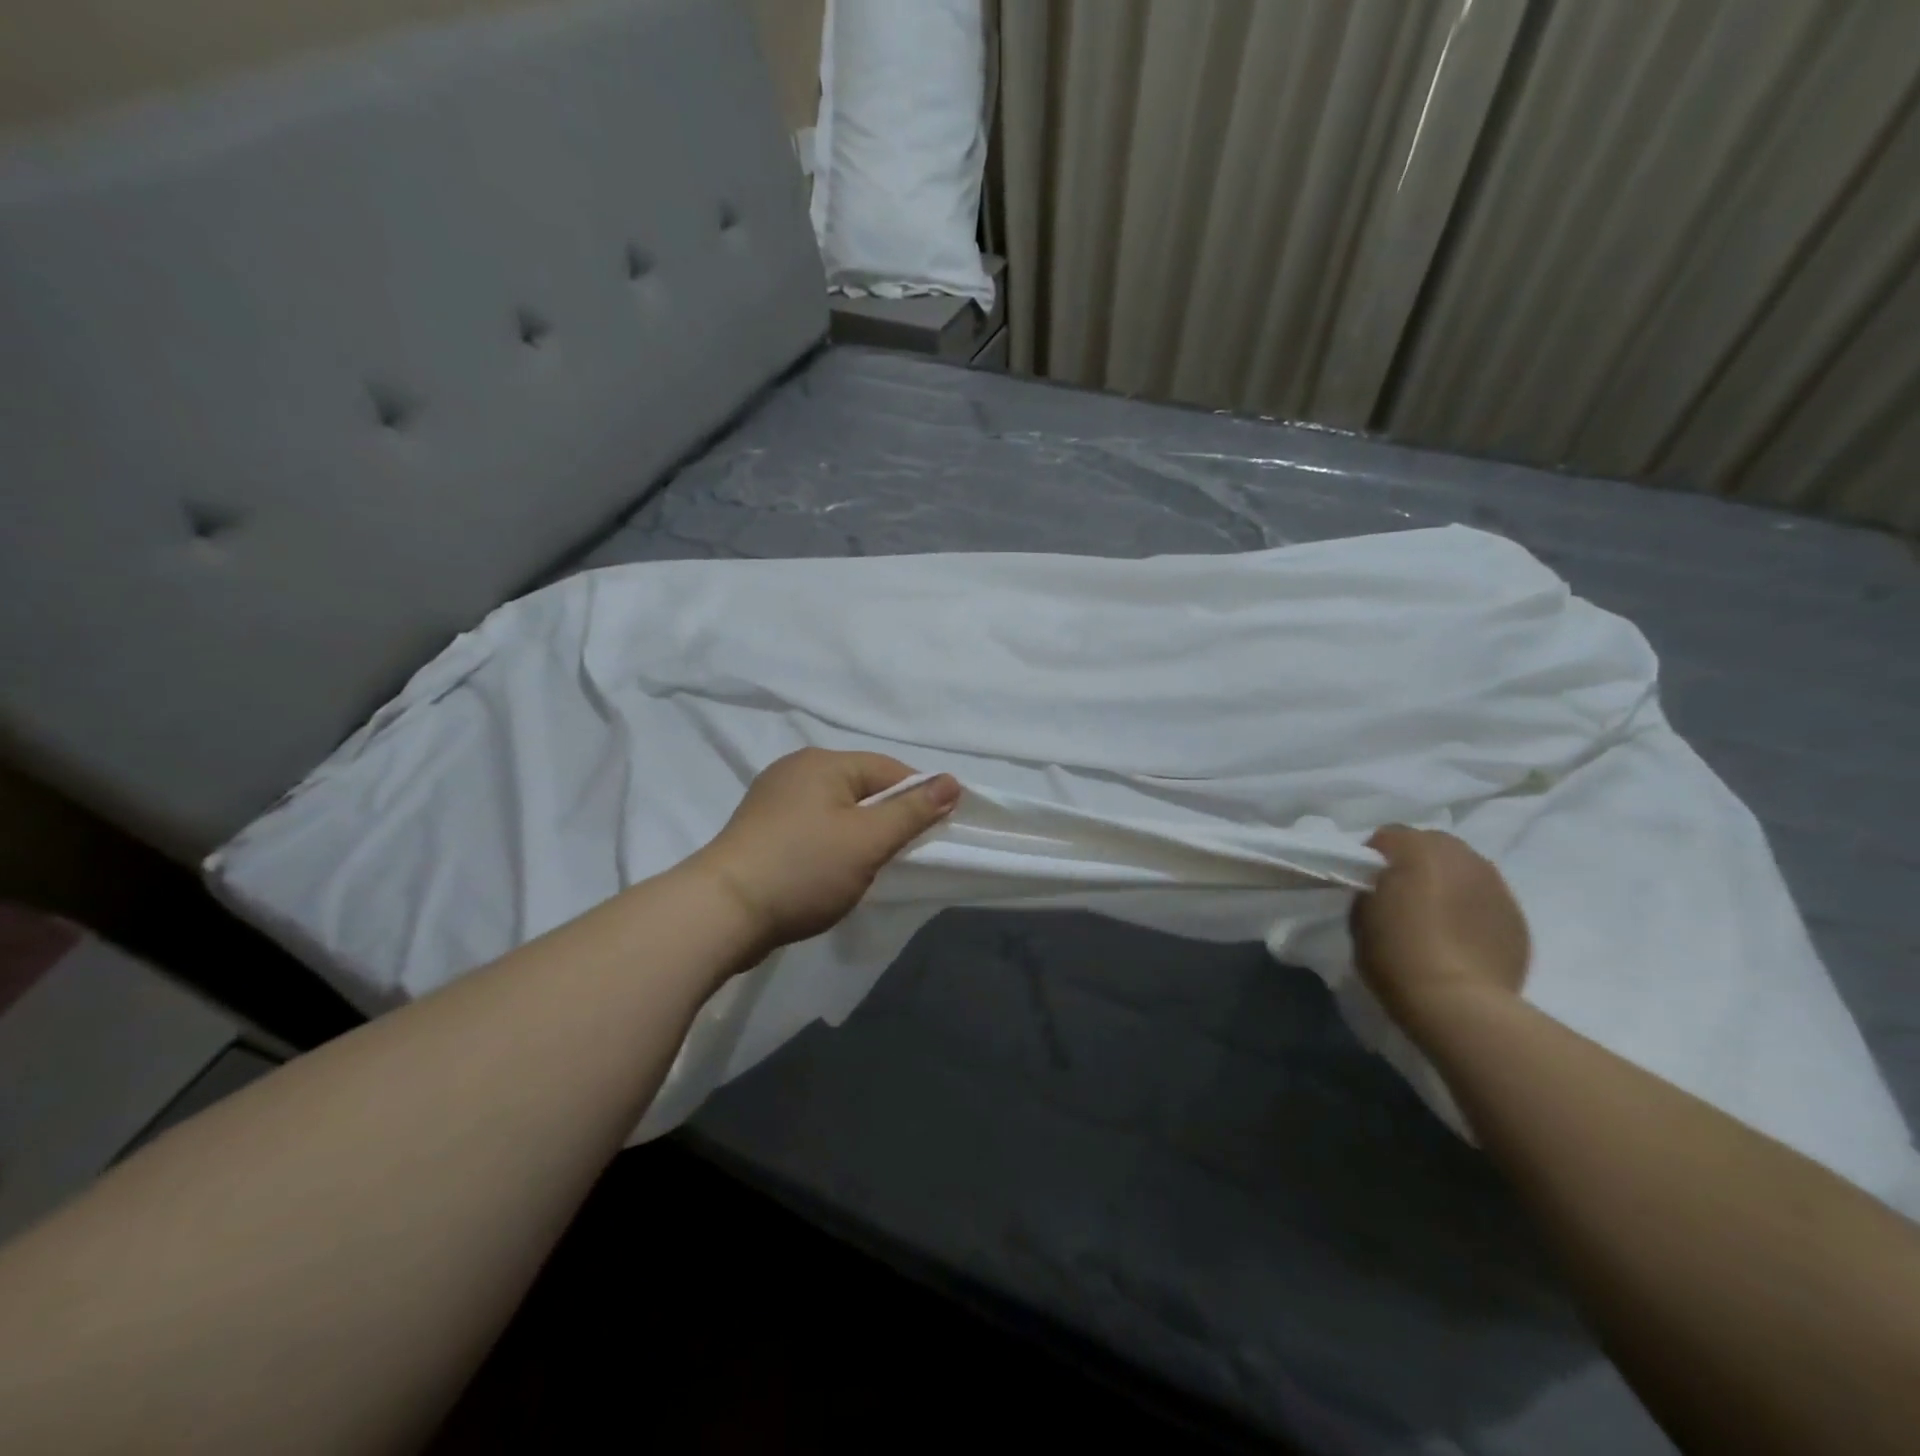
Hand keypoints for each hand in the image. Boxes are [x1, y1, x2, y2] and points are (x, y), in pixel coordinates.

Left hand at [690, 749, 960, 953]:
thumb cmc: (804, 868)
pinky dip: (828, 844)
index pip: (889, 769)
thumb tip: (952, 782)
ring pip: (837, 809)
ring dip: (857, 835)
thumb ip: (913, 811)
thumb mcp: (868, 840)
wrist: (721, 912)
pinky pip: (811, 826)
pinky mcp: (759, 829)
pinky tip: (827, 872)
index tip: (931, 834)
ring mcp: (773, 798)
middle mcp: (796, 769)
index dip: (918, 798)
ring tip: (862, 869)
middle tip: (895, 857)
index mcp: (823, 762)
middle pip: (862, 787)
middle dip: (885, 819)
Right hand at [1350, 827, 1529, 1045]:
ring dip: (1447, 882)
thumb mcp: (1360, 913)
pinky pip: (1485, 898)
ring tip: (1436, 915)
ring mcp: (1495, 884)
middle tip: (1402, 895)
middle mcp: (1461, 856)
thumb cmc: (1396, 954)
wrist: (1458, 1003)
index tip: (1367, 883)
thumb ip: (1373, 887)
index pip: (1388, 836)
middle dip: (1416, 862)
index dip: (1374, 858)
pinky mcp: (1517, 915)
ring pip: (1464, 869)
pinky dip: (1471, 908)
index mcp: (1417, 849)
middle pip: (1432, 844)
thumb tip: (1386, 886)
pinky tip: (1461, 936)